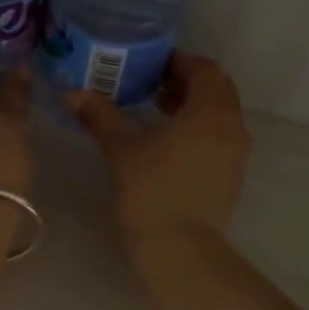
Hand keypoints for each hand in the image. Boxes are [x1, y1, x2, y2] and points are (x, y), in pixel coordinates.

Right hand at [66, 51, 250, 254]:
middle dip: (185, 83)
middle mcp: (233, 127)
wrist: (179, 247)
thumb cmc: (151, 188)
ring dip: (191, 108)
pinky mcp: (231, 178)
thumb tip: (72, 93)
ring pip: (218, 117)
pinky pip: (217, 140)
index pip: (205, 69)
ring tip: (154, 110)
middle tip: (150, 84)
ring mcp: (236, 155)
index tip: (151, 63)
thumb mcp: (120, 146)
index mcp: (211, 111)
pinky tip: (165, 144)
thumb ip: (99, 115)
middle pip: (216, 91)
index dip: (179, 61)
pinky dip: (196, 131)